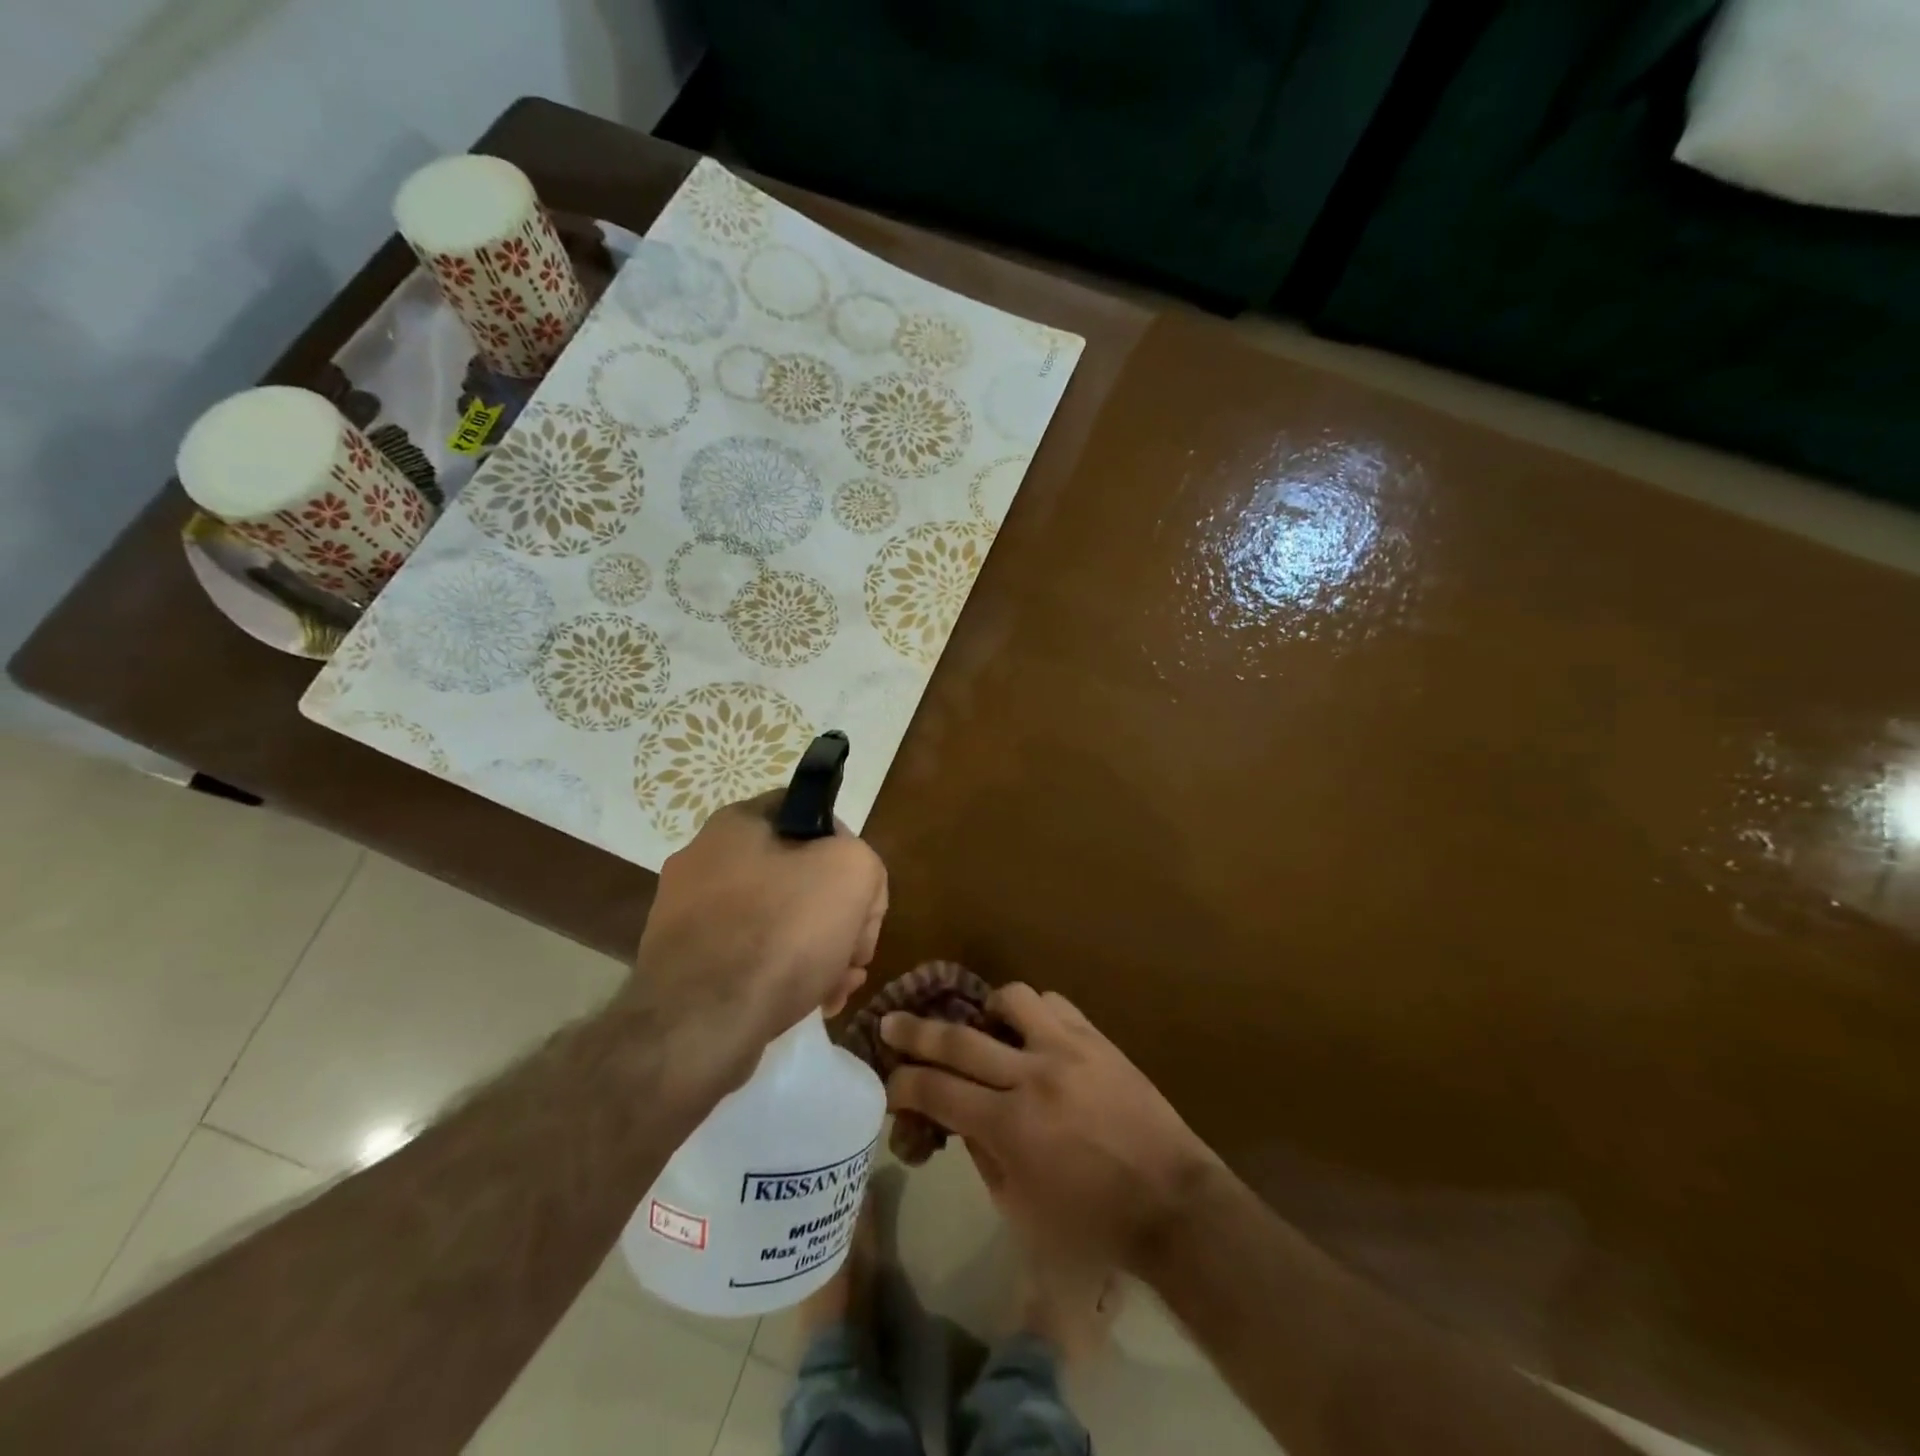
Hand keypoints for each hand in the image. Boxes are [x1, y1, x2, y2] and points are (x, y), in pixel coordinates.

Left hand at [633, 794, 886, 1083]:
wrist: (700, 1025)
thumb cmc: (781, 932)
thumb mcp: (852, 873)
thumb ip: (863, 860)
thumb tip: (847, 885)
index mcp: (737, 823)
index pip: (811, 813)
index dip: (848, 848)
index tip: (861, 892)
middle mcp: (705, 859)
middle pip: (799, 875)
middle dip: (838, 914)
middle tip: (856, 953)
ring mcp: (689, 914)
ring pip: (778, 920)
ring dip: (818, 949)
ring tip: (839, 987)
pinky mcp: (685, 963)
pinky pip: (749, 956)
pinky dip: (784, 974)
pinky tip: (812, 1003)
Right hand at [883, 985, 1219, 1270]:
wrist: (1172, 1202)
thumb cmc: (1092, 1224)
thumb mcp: (1021, 1209)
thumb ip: (983, 1157)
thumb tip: (959, 1119)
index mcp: (1009, 1127)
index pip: (936, 1091)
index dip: (903, 1084)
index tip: (888, 1080)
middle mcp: (1032, 1076)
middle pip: (958, 1039)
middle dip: (915, 1031)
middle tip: (891, 1022)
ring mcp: (1067, 1049)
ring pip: (1011, 1000)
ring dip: (986, 1011)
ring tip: (986, 1027)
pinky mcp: (1096, 1038)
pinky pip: (1054, 1004)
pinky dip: (1033, 1013)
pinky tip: (1033, 1032)